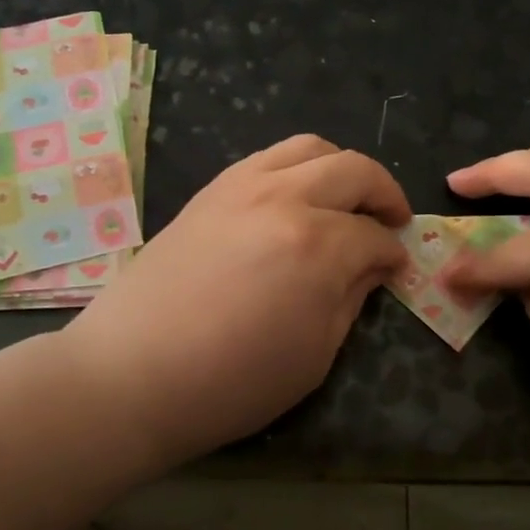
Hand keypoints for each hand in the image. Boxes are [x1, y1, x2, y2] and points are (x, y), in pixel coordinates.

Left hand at [62, 135, 408, 468]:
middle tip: (390, 221)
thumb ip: (350, 299)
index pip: (374, 236)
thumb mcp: (314, 354)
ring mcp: (242, 185)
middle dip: (384, 192)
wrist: (131, 374)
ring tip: (347, 198)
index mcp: (317, 245)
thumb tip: (371, 267)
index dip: (393, 253)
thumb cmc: (231, 382)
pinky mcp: (211, 189)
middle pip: (353, 170)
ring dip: (341, 168)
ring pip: (310, 147)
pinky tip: (296, 198)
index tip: (397, 268)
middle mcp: (285, 198)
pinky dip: (297, 167)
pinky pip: (268, 157)